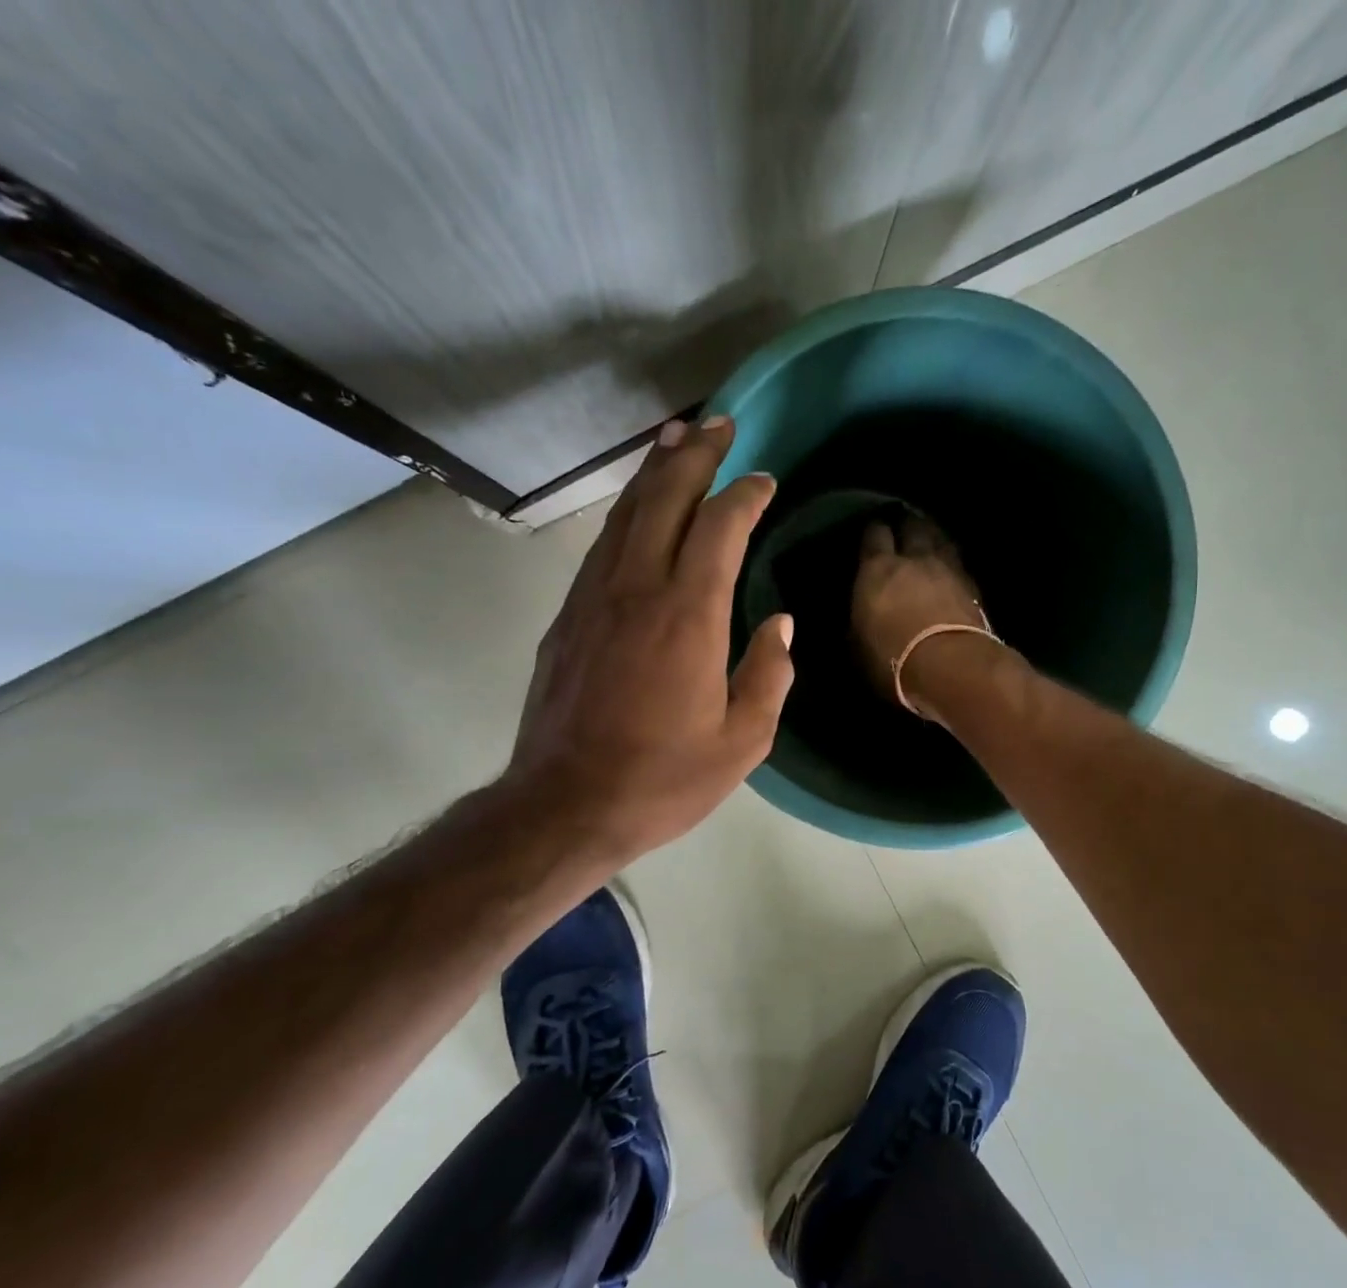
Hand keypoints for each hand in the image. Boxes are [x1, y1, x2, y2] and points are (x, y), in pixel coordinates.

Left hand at [502, 416, 793, 866]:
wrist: (565, 805)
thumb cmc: (663, 779)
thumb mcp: (742, 742)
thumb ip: (768, 675)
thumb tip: (780, 624)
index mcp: (688, 616)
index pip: (720, 528)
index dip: (744, 494)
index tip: (763, 479)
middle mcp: (637, 590)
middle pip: (664, 499)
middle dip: (694, 456)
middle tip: (717, 423)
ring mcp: (594, 600)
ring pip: (625, 515)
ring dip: (653, 473)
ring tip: (674, 441)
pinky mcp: (567, 618)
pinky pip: (601, 548)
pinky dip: (625, 515)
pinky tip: (636, 511)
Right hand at [852, 515, 987, 709]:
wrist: (951, 667)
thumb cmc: (892, 659)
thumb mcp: (859, 645)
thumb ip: (860, 621)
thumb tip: (860, 616)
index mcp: (878, 569)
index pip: (874, 535)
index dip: (873, 532)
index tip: (872, 534)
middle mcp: (914, 559)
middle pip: (913, 527)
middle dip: (907, 525)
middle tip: (904, 527)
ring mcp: (948, 570)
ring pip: (941, 540)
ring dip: (934, 538)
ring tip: (930, 540)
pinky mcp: (974, 588)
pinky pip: (959, 565)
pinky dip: (952, 564)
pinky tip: (950, 570)